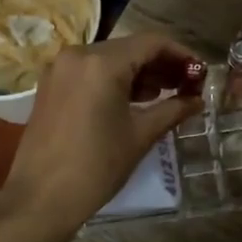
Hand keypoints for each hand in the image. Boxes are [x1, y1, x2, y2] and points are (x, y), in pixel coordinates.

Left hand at [2, 33, 202, 232]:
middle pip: (130, 48)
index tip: (201, 73)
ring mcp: (60, 69)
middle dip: (160, 64)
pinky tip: (134, 100)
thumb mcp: (140, 135)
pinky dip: (114, 80)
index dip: (181, 54)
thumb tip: (197, 100)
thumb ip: (173, 109)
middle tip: (187, 86)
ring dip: (138, 72)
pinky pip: (91, 71)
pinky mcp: (51, 85)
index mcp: (102, 63)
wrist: (40, 198)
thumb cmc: (96, 166)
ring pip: (110, 59)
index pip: (151, 43)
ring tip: (165, 95)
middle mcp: (78, 55)